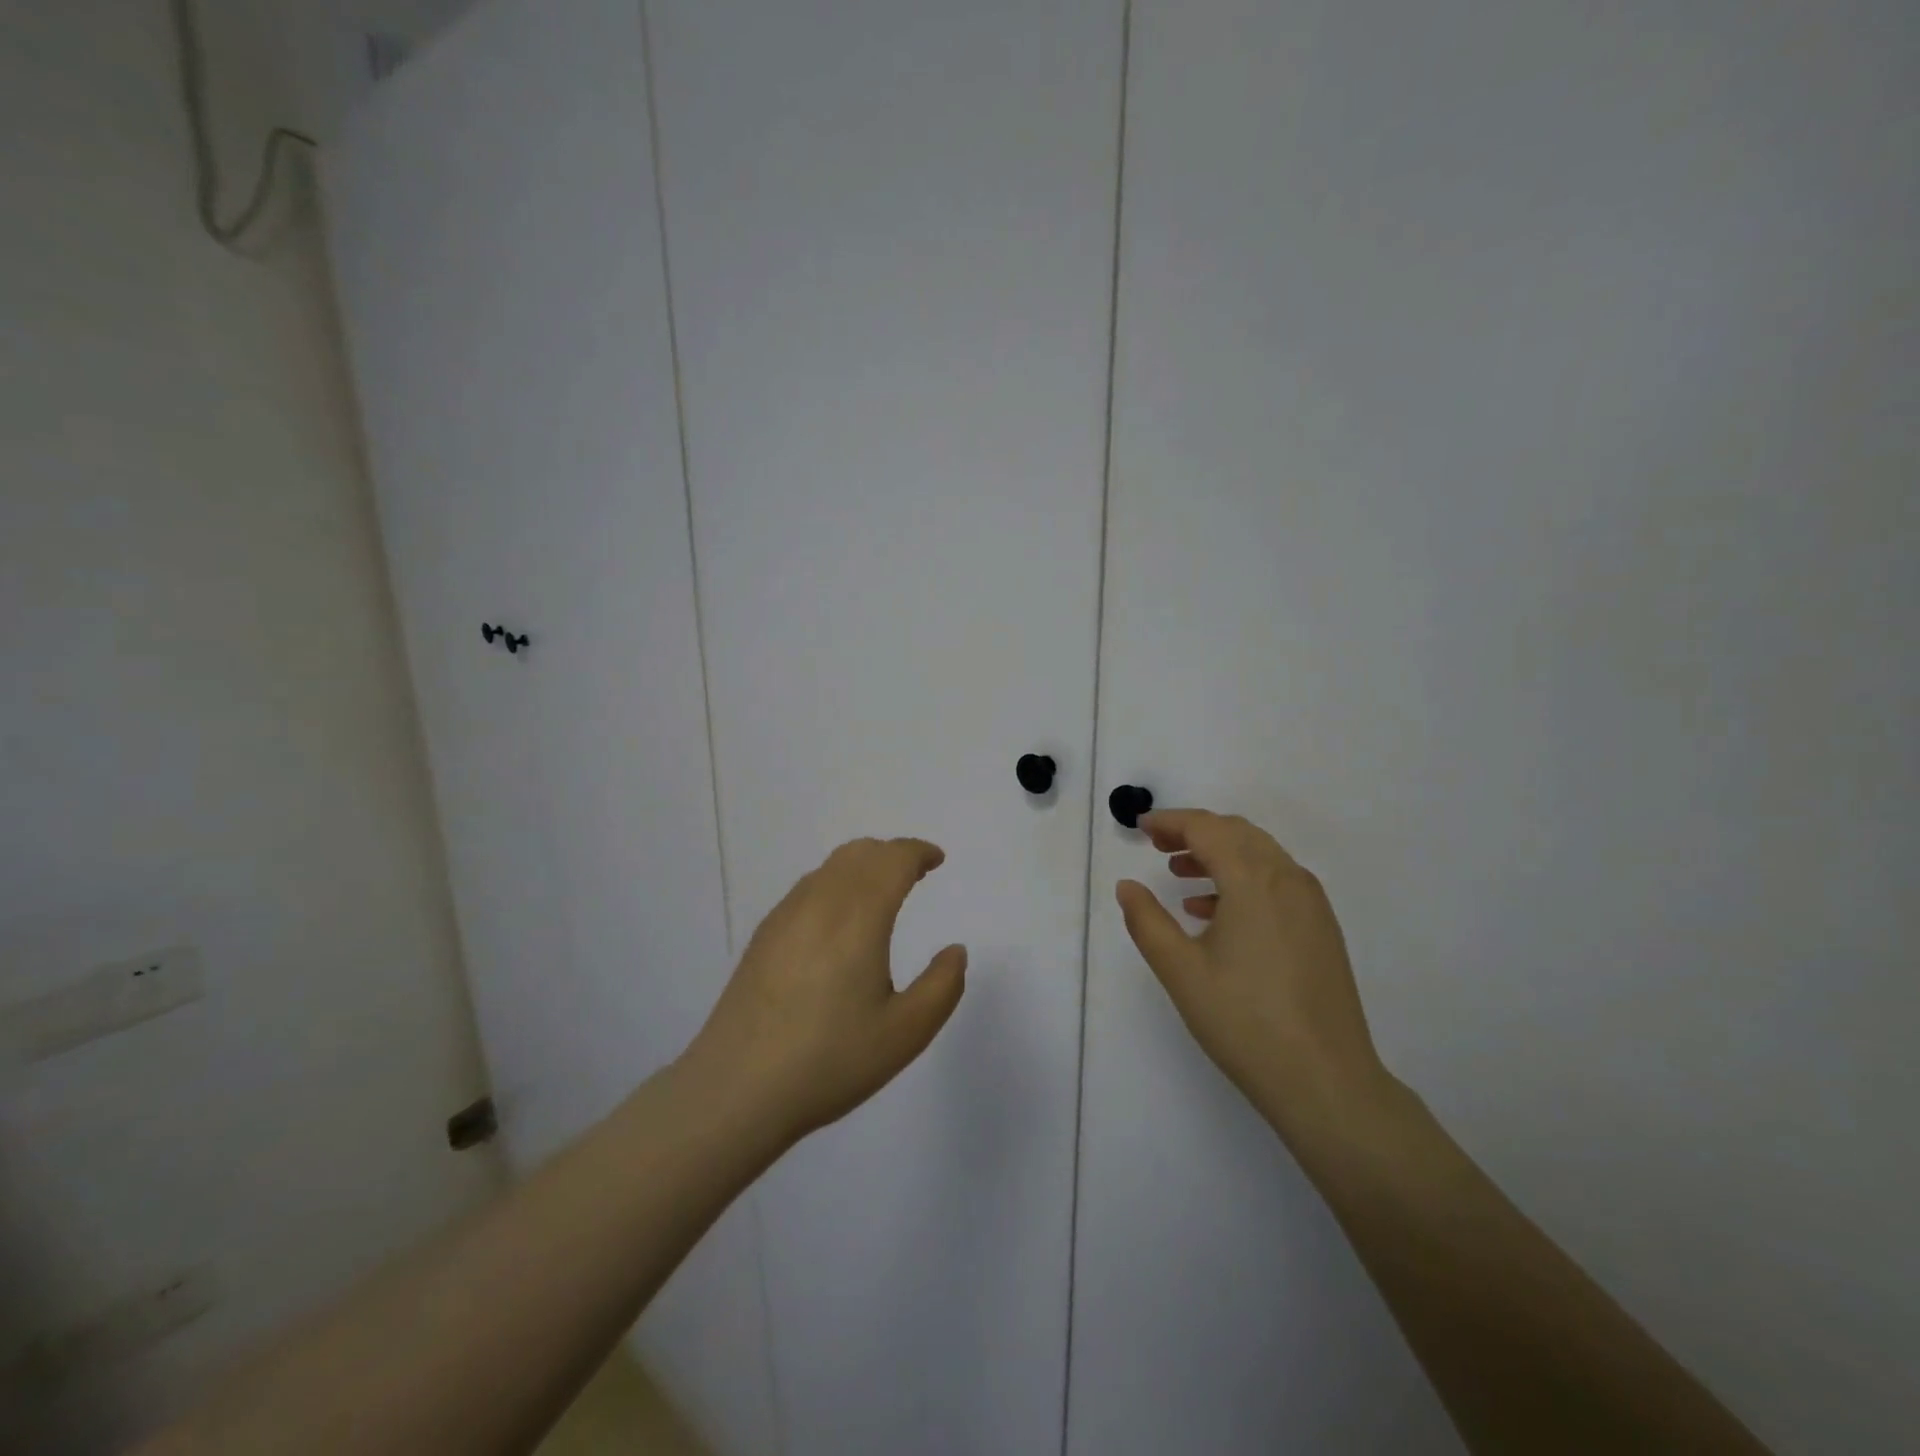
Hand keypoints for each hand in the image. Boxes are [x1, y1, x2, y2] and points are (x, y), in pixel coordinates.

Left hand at [685, 838, 966, 1142]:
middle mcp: (820, 902)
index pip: (892, 860)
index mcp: (859, 916)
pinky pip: (807, 888)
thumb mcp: (905, 1033)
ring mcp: (785, 916)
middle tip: (914, 873)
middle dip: (892, 854)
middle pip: (860, 853)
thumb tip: (955, 951)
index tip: (936, 860)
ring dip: (862, 866)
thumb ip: (942, 986)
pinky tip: (838, 922)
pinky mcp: (763, 936)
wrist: (736, 1089)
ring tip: (880, 893)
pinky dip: (835, 884)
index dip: (918, 852)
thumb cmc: (830, 1060)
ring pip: (830, 867)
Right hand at [1116, 809, 1390, 1135]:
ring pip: (1260, 855)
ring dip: (1219, 853)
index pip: (1207, 828)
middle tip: (1157, 845)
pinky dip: (1242, 879)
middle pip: (1237, 833)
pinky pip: (1277, 881)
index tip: (1140, 827)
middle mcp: (1288, 879)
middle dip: (1194, 831)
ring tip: (1180, 874)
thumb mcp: (1180, 970)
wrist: (1326, 1081)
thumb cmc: (1244, 1021)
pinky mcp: (1321, 928)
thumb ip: (1146, 920)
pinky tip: (1214, 912)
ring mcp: (1311, 904)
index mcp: (1254, 881)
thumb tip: (1127, 886)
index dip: (1170, 821)